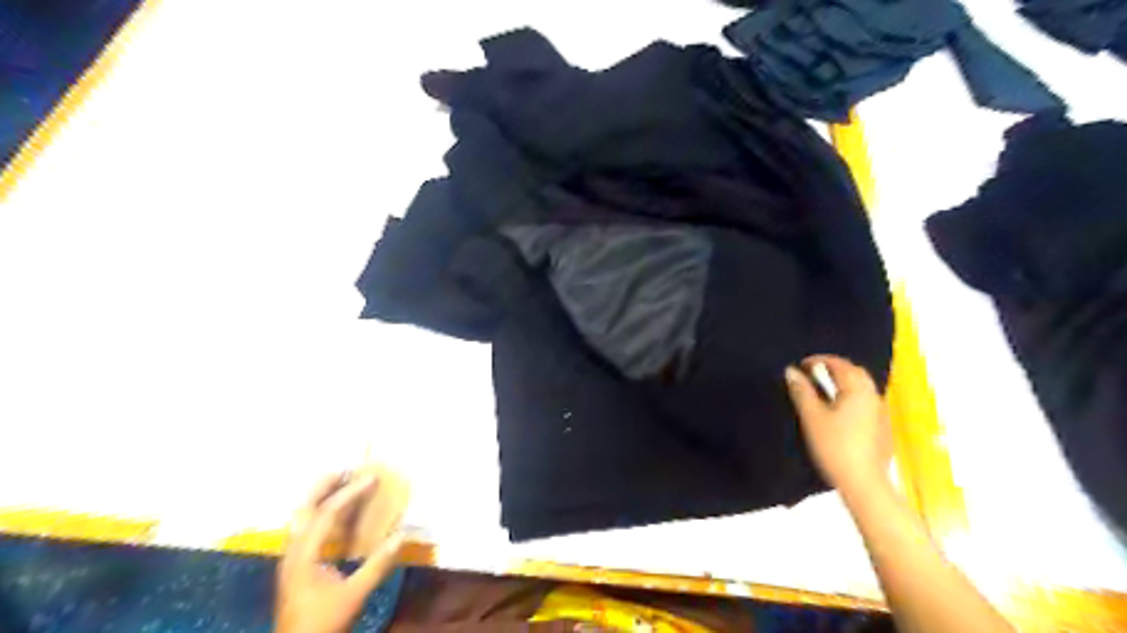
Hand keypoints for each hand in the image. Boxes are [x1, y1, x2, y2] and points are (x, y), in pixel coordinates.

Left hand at [278, 473, 407, 632]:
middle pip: (305, 508)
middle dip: (325, 486)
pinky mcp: (295, 566)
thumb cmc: (323, 622)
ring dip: (321, 497)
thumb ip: (377, 565)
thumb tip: (401, 535)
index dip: (350, 493)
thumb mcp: (354, 594)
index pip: (327, 513)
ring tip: (342, 483)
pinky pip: (305, 529)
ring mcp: (291, 558)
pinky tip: (335, 516)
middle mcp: (293, 551)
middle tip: (347, 469)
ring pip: (302, 518)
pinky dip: (320, 513)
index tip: (371, 477)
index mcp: (304, 554)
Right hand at [785, 357, 894, 494]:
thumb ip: (801, 391)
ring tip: (821, 390)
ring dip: (842, 383)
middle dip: (833, 369)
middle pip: (855, 373)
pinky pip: (864, 402)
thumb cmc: (835, 446)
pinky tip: (837, 410)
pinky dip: (849, 397)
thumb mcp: (812, 417)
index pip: (840, 364)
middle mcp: (873, 396)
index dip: (819, 360)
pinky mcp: (881, 428)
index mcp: (858, 389)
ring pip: (861, 388)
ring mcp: (880, 413)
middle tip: (811, 373)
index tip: (800, 364)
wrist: (864, 483)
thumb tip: (791, 371)